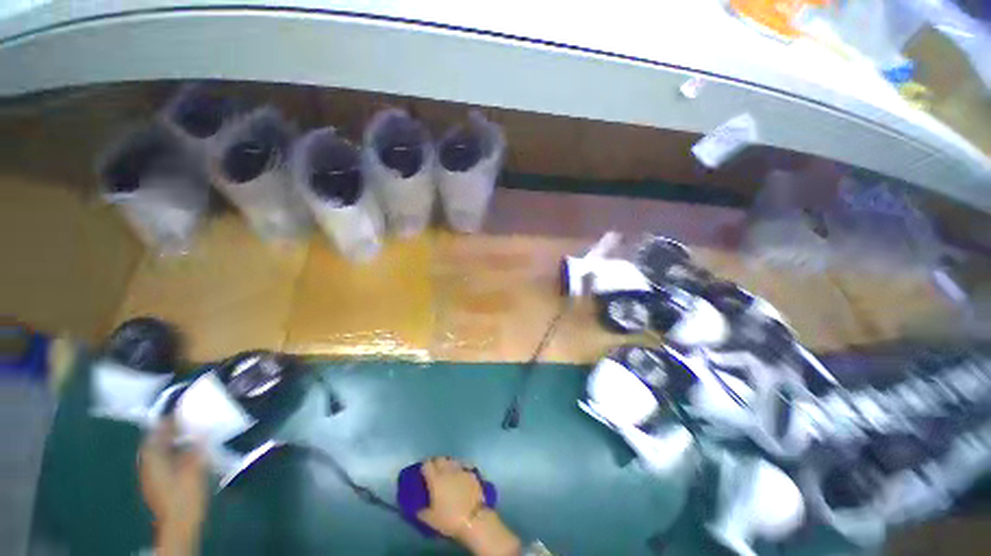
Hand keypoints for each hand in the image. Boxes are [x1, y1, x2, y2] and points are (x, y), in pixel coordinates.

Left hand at [139, 418, 207, 551]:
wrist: (178, 523)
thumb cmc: (185, 493)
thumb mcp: (194, 468)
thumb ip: (195, 447)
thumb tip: (200, 430)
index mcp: (154, 457)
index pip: (157, 432)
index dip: (168, 420)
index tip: (182, 409)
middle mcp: (148, 463)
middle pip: (155, 442)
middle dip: (168, 431)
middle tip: (186, 420)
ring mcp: (151, 475)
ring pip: (158, 452)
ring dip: (170, 442)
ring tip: (188, 435)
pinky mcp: (158, 484)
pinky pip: (162, 461)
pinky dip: (172, 453)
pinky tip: (185, 455)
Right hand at [417, 457, 520, 555]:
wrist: (474, 519)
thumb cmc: (450, 519)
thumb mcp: (430, 520)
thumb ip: (421, 511)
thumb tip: (417, 508)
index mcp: (436, 479)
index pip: (427, 464)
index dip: (424, 467)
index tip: (423, 472)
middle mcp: (448, 470)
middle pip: (440, 459)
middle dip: (436, 463)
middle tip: (435, 473)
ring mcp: (461, 469)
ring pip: (452, 460)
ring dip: (448, 465)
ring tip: (448, 473)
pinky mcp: (472, 473)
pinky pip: (463, 466)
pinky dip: (460, 469)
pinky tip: (460, 477)